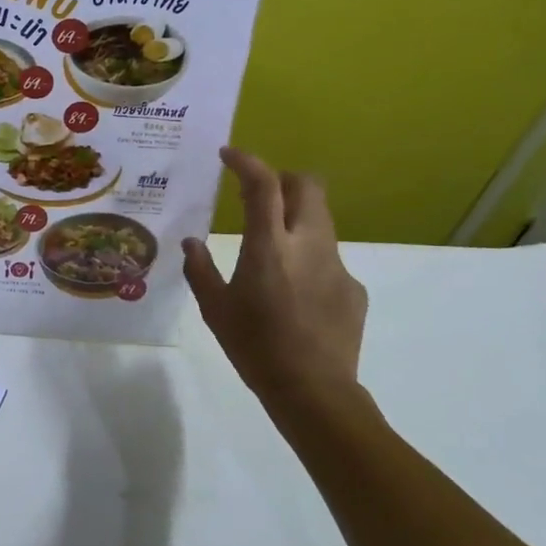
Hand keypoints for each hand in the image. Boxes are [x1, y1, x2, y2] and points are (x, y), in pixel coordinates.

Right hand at [183, 147, 370, 423]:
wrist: (314, 391)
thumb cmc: (255, 347)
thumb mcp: (215, 309)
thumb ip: (201, 270)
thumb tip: (192, 244)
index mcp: (269, 247)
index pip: (264, 185)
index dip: (247, 162)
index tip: (228, 154)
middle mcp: (308, 245)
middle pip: (307, 186)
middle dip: (283, 179)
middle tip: (258, 194)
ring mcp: (337, 265)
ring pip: (321, 220)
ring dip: (295, 217)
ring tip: (272, 247)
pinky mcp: (353, 287)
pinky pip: (328, 257)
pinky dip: (308, 258)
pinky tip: (295, 293)